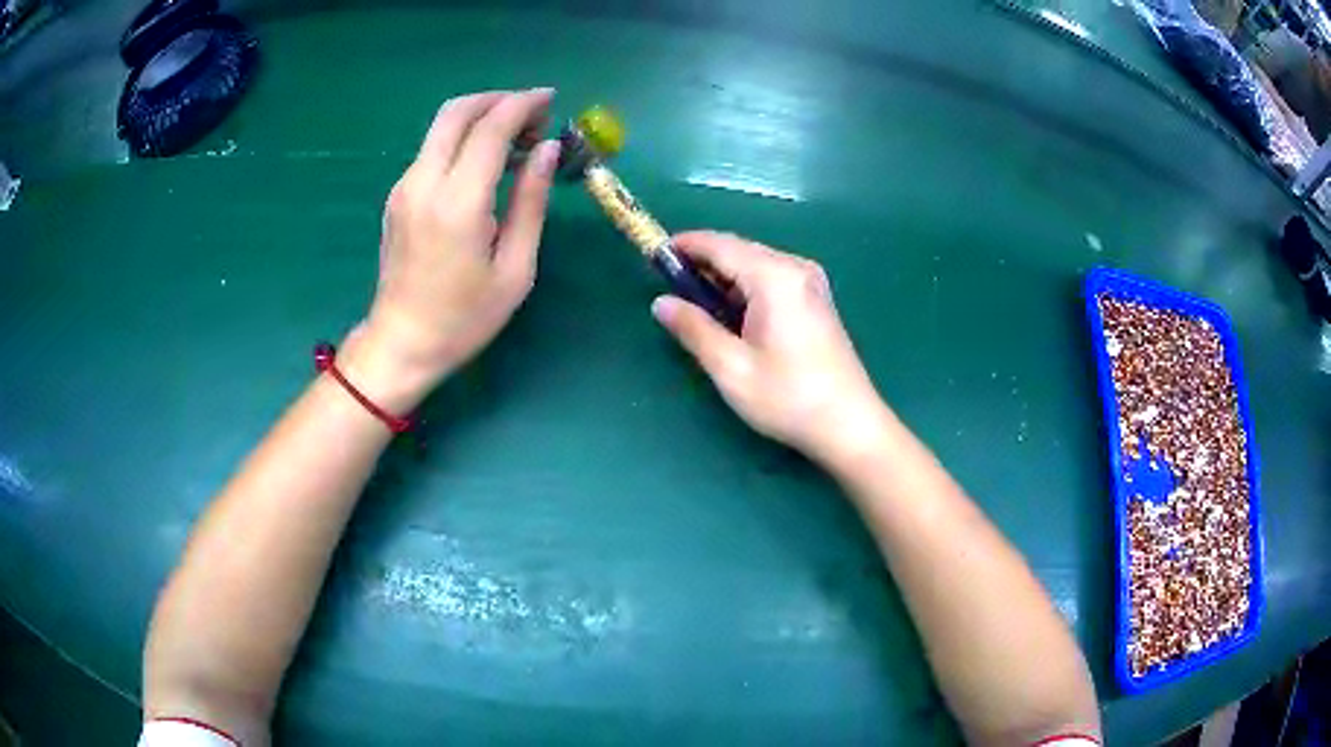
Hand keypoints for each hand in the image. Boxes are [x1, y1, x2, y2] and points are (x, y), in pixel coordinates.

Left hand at [347, 89, 560, 409]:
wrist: (401, 343)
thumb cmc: (465, 318)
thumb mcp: (514, 269)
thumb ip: (531, 201)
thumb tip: (548, 150)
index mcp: (457, 203)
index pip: (490, 128)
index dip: (523, 105)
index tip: (550, 100)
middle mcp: (424, 183)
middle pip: (457, 111)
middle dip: (498, 99)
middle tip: (532, 115)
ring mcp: (404, 187)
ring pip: (441, 125)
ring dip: (480, 117)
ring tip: (516, 140)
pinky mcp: (398, 196)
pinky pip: (432, 149)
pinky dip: (463, 139)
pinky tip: (486, 162)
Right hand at [652, 232, 890, 464]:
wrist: (849, 425)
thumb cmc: (788, 398)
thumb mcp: (731, 367)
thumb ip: (693, 329)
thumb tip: (661, 302)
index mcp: (774, 276)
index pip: (719, 245)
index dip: (684, 246)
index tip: (653, 254)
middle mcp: (795, 268)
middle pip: (738, 250)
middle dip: (702, 262)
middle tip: (669, 287)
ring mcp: (810, 282)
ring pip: (755, 264)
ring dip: (724, 276)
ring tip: (695, 303)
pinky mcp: (816, 299)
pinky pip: (771, 278)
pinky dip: (745, 287)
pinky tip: (732, 313)